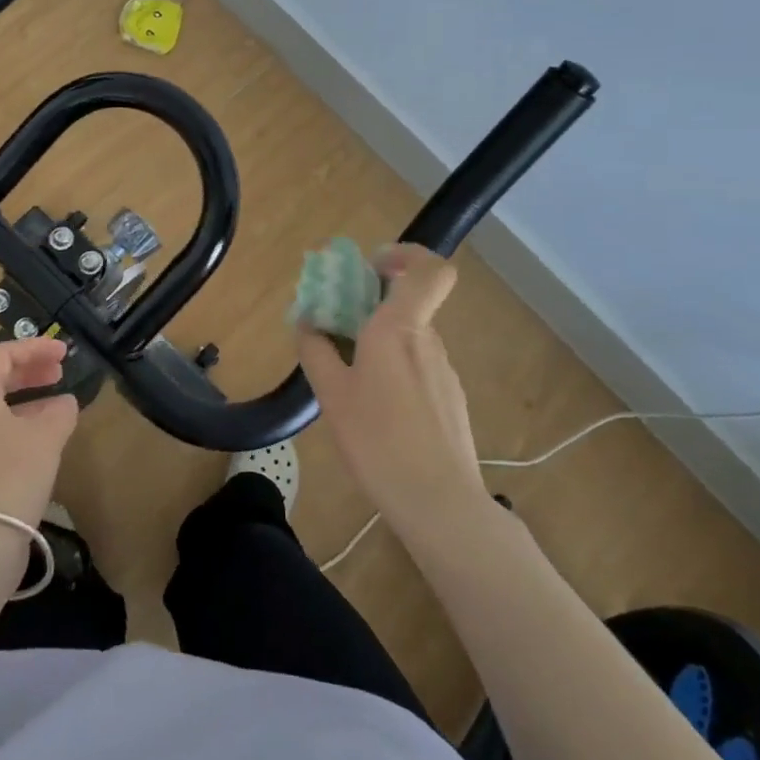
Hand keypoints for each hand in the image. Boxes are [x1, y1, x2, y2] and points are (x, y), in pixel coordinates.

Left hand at [0, 337, 79, 525]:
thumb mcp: (46, 436)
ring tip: (60, 403)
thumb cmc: (12, 475)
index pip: (2, 355)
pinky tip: (47, 437)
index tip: (64, 351)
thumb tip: (65, 403)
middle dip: (31, 370)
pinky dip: (24, 423)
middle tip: (61, 370)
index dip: (34, 347)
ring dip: (30, 398)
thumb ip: (60, 411)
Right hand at [297, 243, 487, 542]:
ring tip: (349, 380)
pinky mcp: (451, 401)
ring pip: (410, 340)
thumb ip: (316, 352)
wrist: (439, 504)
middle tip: (336, 329)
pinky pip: (419, 369)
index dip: (406, 256)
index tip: (372, 267)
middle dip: (372, 307)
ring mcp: (445, 372)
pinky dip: (395, 372)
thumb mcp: (332, 395)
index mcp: (400, 329)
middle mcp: (428, 342)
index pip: (430, 270)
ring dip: (381, 344)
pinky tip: (377, 412)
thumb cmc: (378, 441)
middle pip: (407, 305)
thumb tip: (307, 325)